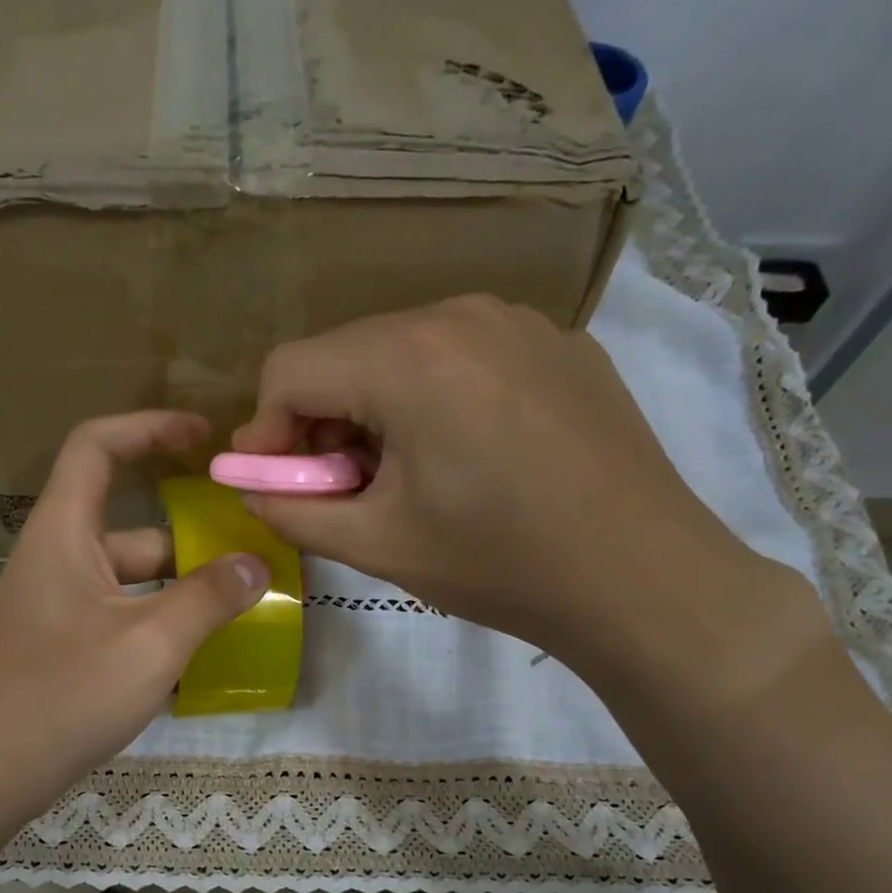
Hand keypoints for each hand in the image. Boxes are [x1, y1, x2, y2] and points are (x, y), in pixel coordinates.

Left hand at [0, 411, 269, 822]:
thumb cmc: (64, 694)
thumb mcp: (150, 643)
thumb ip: (208, 598)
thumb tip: (255, 565)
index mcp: (63, 533)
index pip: (98, 446)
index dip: (150, 427)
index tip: (204, 438)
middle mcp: (57, 560)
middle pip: (130, 525)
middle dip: (190, 536)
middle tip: (250, 553)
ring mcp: (58, 607)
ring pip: (130, 581)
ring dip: (181, 590)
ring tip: (241, 609)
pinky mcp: (62, 647)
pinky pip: (120, 618)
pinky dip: (158, 626)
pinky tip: (201, 658)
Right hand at [232, 294, 814, 693]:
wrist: (642, 578)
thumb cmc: (499, 564)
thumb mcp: (375, 546)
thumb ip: (291, 511)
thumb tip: (249, 487)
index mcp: (408, 359)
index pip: (290, 368)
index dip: (265, 431)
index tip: (274, 484)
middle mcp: (461, 314)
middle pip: (346, 355)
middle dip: (321, 423)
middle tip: (337, 490)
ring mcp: (519, 322)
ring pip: (402, 352)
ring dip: (375, 412)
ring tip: (401, 478)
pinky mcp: (559, 344)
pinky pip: (462, 356)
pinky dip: (433, 400)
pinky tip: (464, 458)